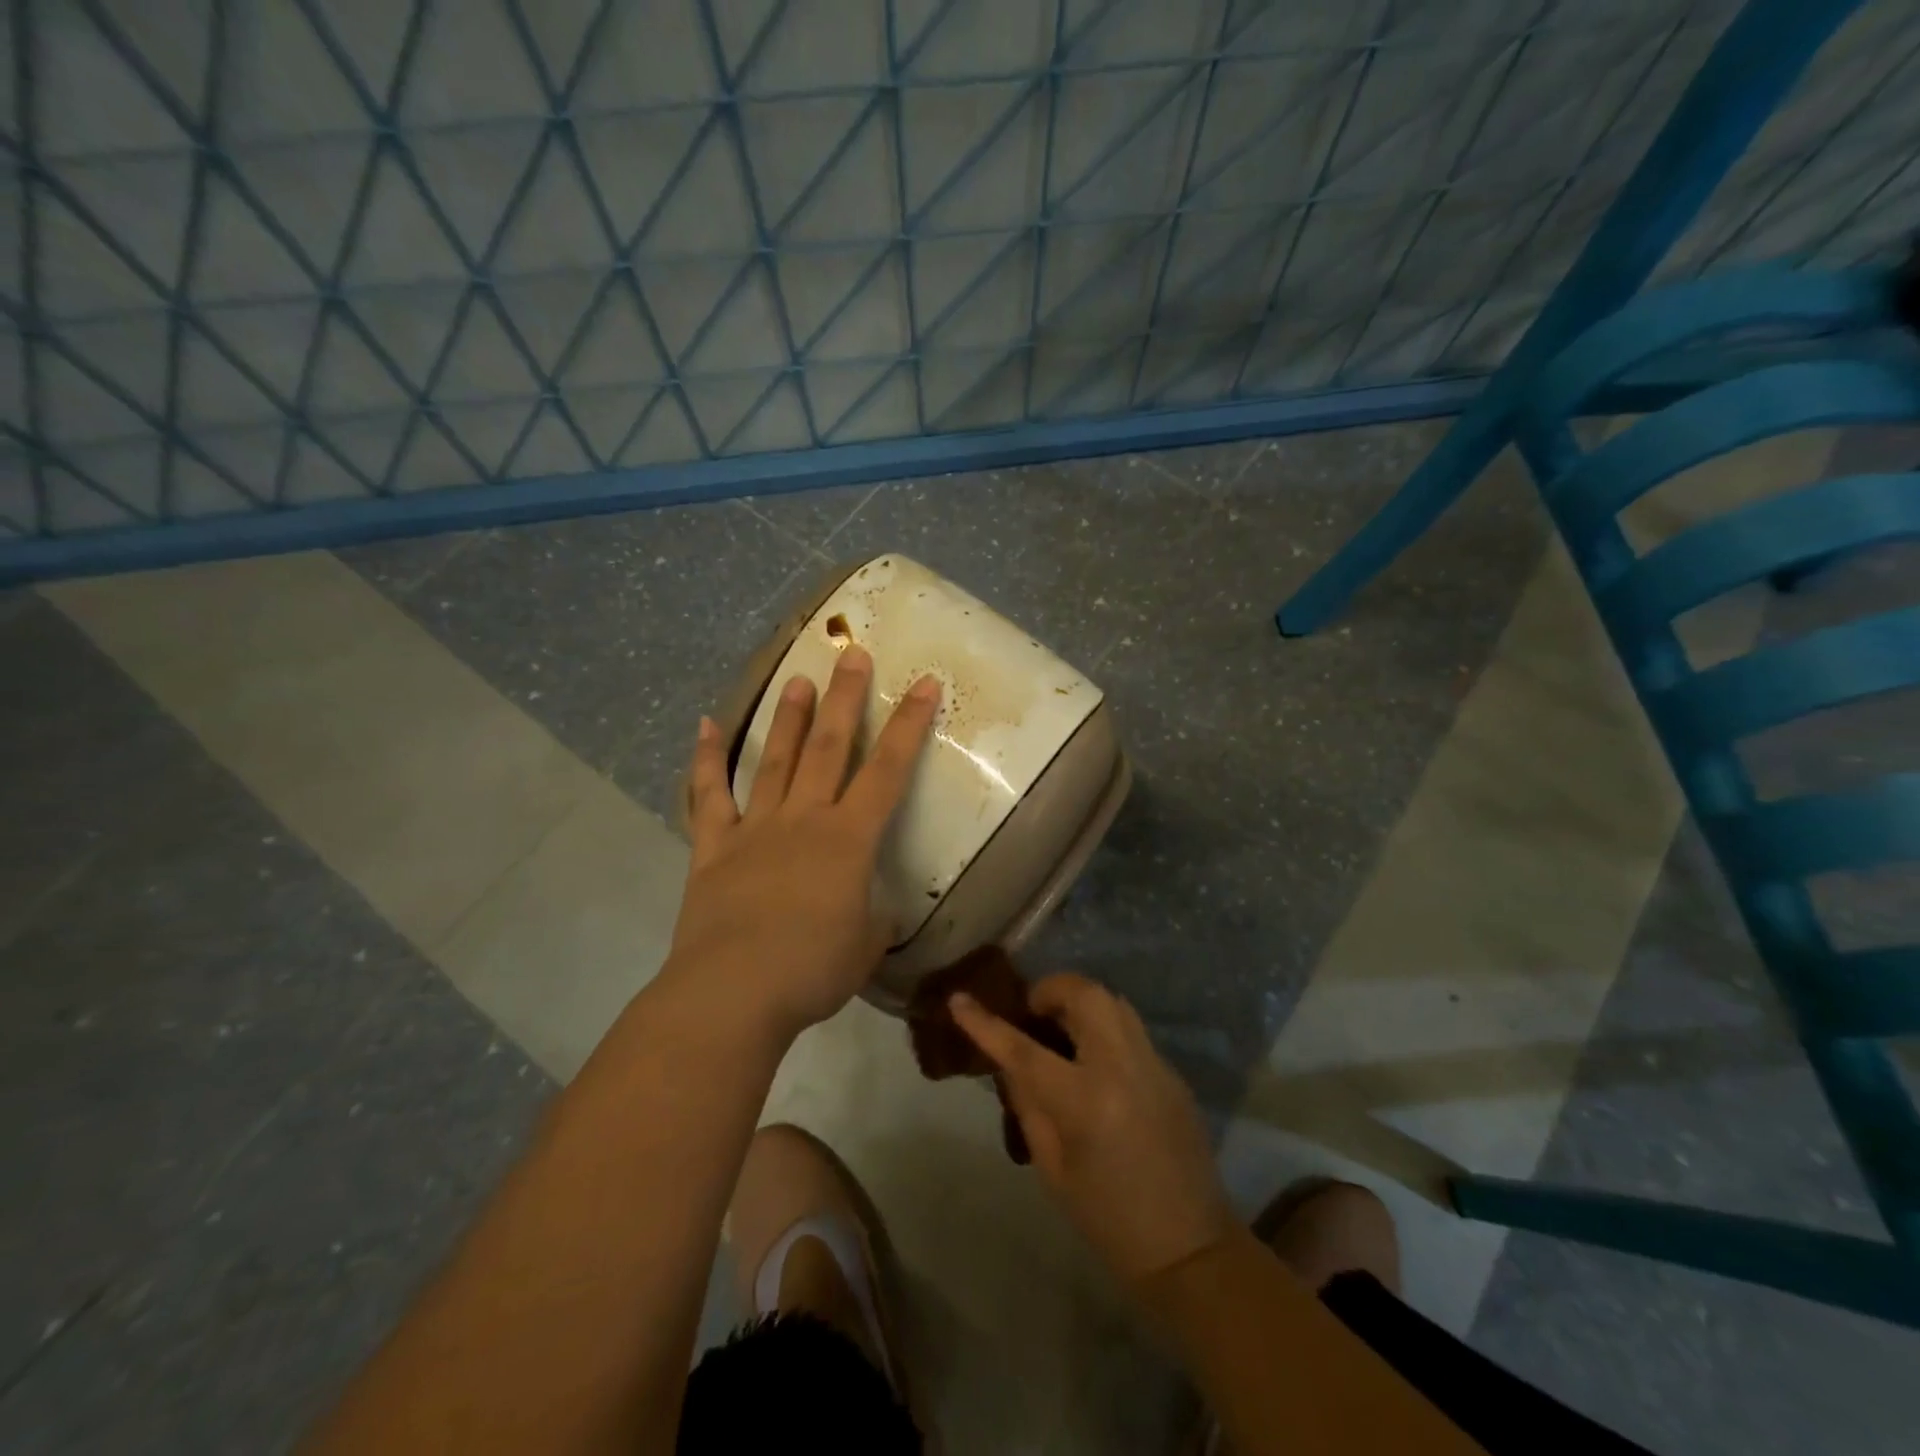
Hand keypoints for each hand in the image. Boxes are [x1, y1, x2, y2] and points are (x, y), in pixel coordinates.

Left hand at [667, 645, 940, 1040]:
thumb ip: (874, 919)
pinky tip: (705, 726)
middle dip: (846, 699)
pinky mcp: (713, 847)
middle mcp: (803, 819)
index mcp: (848, 839)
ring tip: (799, 680)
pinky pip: (709, 795)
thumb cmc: (812, 971)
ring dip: (790, 718)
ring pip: (775, 760)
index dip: (910, 725)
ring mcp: (754, 829)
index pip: (889, 771)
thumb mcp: (865, 947)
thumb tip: (876, 909)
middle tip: (852, 654)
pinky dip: (706, 760)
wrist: (733, 993)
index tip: (924, 683)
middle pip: (830, 748)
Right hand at [950, 974, 1235, 1284]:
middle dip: (1050, 990)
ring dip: (1079, 1001)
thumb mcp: (1052, 1168)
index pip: (1023, 1049)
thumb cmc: (1107, 1219)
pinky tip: (1093, 1058)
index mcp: (1085, 1101)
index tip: (959, 999)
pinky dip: (1103, 1026)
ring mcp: (1154, 1063)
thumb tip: (1011, 1062)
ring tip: (1059, 1027)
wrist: (1189, 1248)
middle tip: (1031, 1013)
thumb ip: (1029, 1104)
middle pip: (1084, 994)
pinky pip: (1129, 1027)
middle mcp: (1122, 1067)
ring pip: (1112, 1000)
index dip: (986, 1022)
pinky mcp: (1172, 1070)